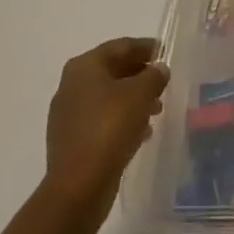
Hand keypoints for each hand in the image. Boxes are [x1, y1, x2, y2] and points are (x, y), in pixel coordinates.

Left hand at [43, 37, 170, 209]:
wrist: (78, 187)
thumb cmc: (110, 128)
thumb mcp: (141, 94)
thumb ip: (154, 76)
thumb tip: (159, 69)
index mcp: (85, 66)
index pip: (121, 46)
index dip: (146, 47)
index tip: (166, 53)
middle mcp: (72, 85)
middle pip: (113, 71)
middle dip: (140, 75)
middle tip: (163, 83)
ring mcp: (68, 115)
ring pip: (108, 97)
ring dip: (133, 100)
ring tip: (157, 110)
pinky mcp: (71, 141)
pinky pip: (101, 121)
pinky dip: (121, 120)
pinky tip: (141, 133)